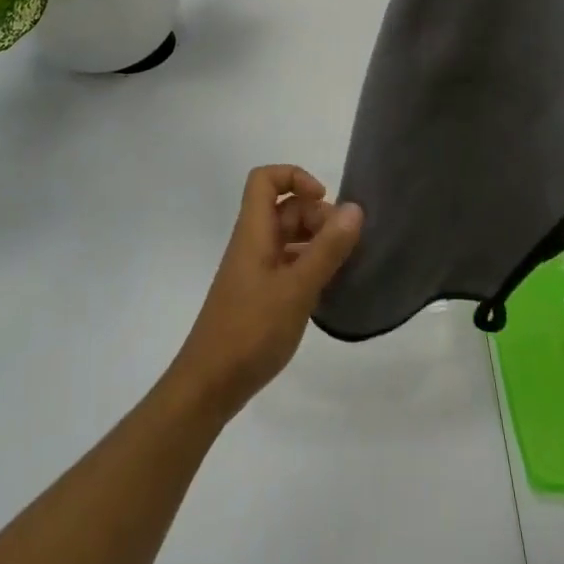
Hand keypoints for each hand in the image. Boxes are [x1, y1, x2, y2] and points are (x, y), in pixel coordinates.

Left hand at [169, 165, 362, 418]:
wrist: (209, 386)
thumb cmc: (250, 330)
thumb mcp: (296, 288)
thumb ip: (327, 249)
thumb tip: (355, 208)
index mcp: (253, 231)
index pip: (265, 179)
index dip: (295, 177)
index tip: (324, 201)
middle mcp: (253, 243)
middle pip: (284, 208)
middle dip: (317, 215)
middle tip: (345, 244)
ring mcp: (256, 270)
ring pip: (289, 237)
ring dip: (317, 242)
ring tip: (344, 265)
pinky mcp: (260, 295)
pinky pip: (289, 264)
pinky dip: (310, 267)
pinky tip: (329, 288)